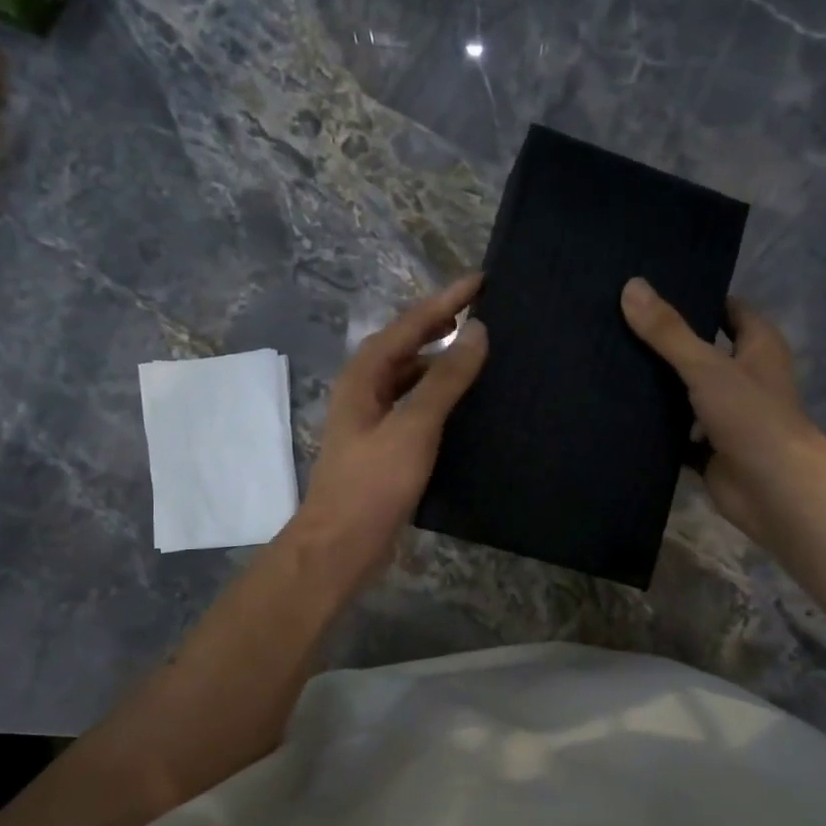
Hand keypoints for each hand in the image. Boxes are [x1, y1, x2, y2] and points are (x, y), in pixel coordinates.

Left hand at [294, 274, 488, 582]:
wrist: (342, 544)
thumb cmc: (373, 483)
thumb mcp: (413, 427)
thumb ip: (445, 379)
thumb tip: (477, 331)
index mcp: (365, 375)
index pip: (410, 324)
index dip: (446, 301)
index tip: (482, 281)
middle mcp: (366, 389)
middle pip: (406, 344)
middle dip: (441, 324)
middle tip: (483, 310)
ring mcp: (374, 418)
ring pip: (411, 376)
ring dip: (441, 360)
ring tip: (480, 350)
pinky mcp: (386, 446)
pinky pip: (416, 405)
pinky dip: (439, 395)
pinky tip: (464, 402)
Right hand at [621, 276, 825, 544]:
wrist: (775, 492)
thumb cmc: (752, 418)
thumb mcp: (706, 366)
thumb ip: (668, 332)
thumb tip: (631, 286)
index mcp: (758, 347)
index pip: (726, 309)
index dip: (695, 297)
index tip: (651, 290)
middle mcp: (744, 377)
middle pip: (700, 351)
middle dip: (665, 343)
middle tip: (615, 325)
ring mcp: (726, 416)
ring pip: (685, 394)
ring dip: (655, 387)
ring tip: (607, 363)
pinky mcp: (709, 450)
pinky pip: (675, 434)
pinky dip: (654, 428)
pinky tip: (618, 413)